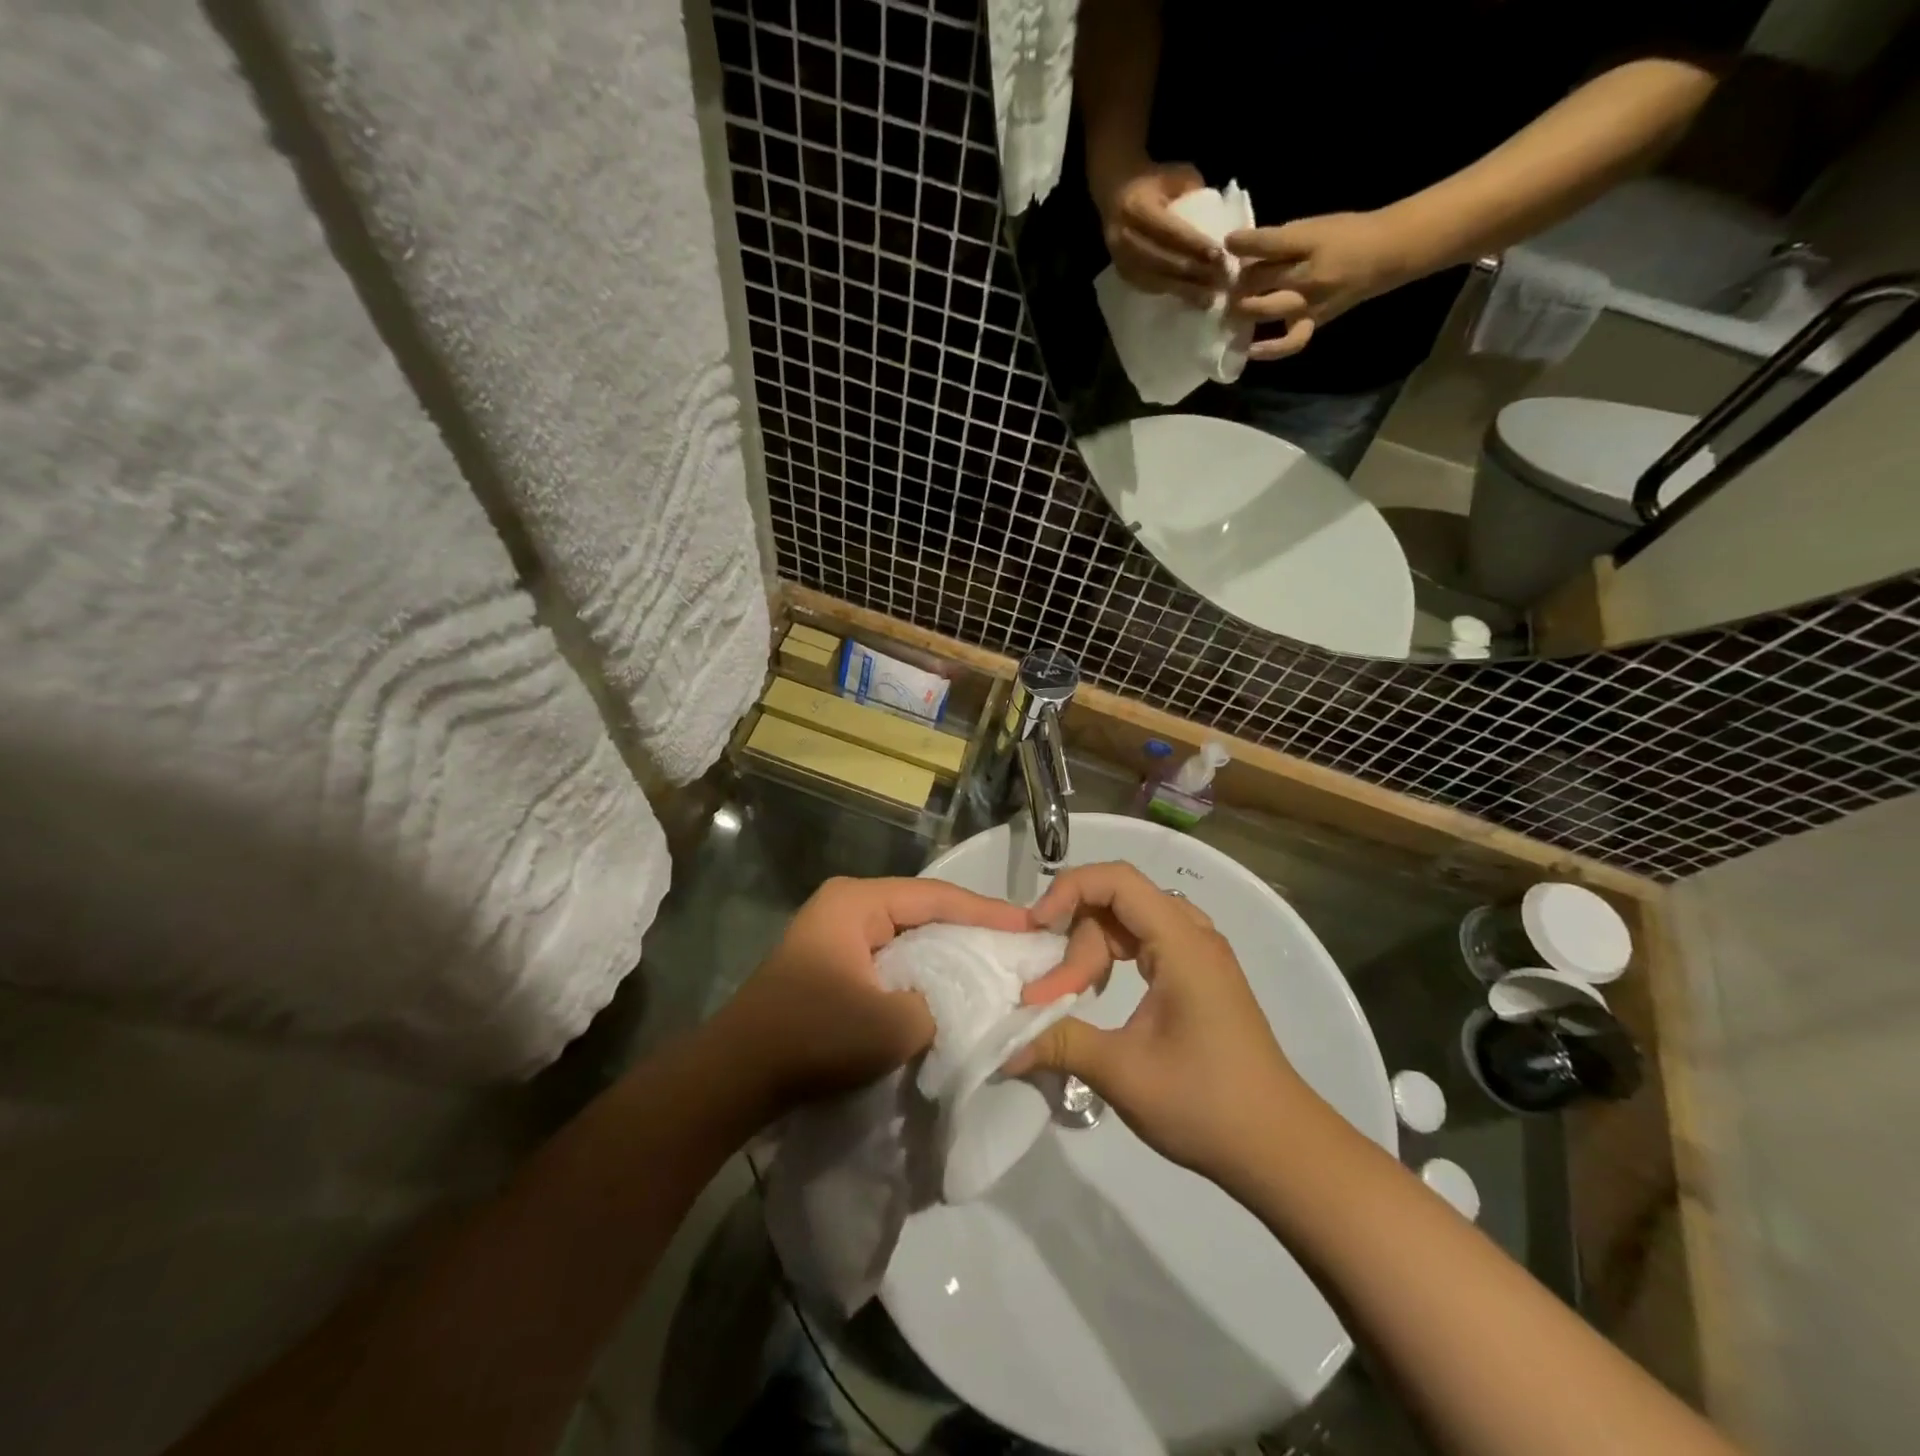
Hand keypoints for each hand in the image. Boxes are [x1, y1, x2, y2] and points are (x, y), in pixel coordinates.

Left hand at [722, 876, 1030, 1109]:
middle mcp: (846, 906)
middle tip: (1017, 943)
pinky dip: (921, 969)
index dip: (985, 911)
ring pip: (907, 935)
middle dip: (969, 928)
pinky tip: (950, 986)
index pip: (935, 896)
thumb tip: (967, 999)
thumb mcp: (893, 1024)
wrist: (736, 1077)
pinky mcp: (833, 964)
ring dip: (946, 951)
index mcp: (856, 902)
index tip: (1029, 924)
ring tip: (994, 962)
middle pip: (922, 910)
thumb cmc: (814, 1037)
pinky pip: (890, 957)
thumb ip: (943, 1003)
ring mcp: (836, 934)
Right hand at [1007, 862, 1316, 1182]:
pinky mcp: (1199, 976)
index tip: (1036, 928)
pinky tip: (1099, 992)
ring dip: (1092, 947)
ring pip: (1129, 921)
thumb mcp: (1123, 1073)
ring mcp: (1199, 954)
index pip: (1116, 879)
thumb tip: (1002, 1044)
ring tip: (1071, 991)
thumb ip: (1059, 1043)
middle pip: (1118, 901)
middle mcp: (1193, 935)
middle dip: (1077, 938)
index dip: (1068, 890)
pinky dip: (1113, 957)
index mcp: (1182, 943)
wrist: (1280, 1149)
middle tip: (1053, 993)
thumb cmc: (1206, 1103)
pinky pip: (1145, 941)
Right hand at [1095, 160, 1225, 307]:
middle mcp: (1124, 238)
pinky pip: (1151, 288)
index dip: (1195, 246)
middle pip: (1163, 263)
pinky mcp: (1124, 275)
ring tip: (1211, 297)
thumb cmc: (1153, 181)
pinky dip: (1174, 293)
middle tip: (1222, 281)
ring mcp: (1121, 261)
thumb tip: (1217, 224)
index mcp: (1136, 208)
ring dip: (1186, 290)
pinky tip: (1193, 297)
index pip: (1169, 232)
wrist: (1116, 192)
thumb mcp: (1175, 176)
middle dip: (1194, 274)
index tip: (1221, 256)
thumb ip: (1194, 196)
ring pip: (1157, 281)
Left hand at [1225, 211, 1417, 359]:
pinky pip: (1289, 342)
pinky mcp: (1312, 323)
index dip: (1244, 243)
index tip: (1227, 242)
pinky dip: (1268, 350)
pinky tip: (1249, 351)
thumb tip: (1241, 252)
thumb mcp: (1313, 227)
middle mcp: (1307, 274)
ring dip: (1244, 309)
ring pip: (1267, 309)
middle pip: (1261, 279)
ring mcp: (1308, 303)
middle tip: (1224, 283)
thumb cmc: (1344, 236)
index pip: (1270, 243)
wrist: (1384, 254)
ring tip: (1231, 308)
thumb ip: (1279, 240)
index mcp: (1309, 241)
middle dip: (1238, 281)